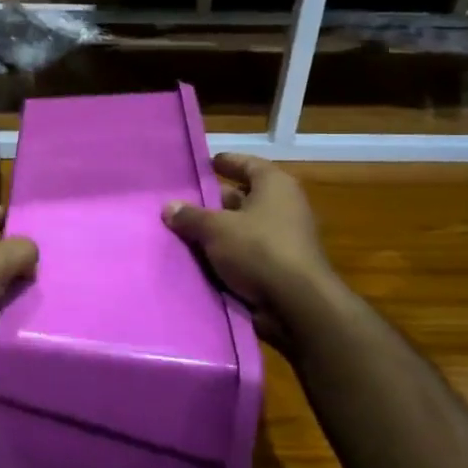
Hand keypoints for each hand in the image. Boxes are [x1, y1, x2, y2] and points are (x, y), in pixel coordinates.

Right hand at [162, 154, 333, 318]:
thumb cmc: (259, 250)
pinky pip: (249, 252)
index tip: (205, 164)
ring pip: (244, 226)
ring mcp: (286, 238)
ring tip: (187, 231)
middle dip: (216, 200)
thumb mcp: (216, 229)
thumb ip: (191, 216)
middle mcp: (285, 206)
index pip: (247, 164)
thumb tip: (169, 207)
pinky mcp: (282, 266)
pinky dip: (229, 253)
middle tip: (186, 202)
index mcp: (275, 185)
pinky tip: (203, 258)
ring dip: (221, 230)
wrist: (297, 305)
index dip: (226, 163)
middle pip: (245, 196)